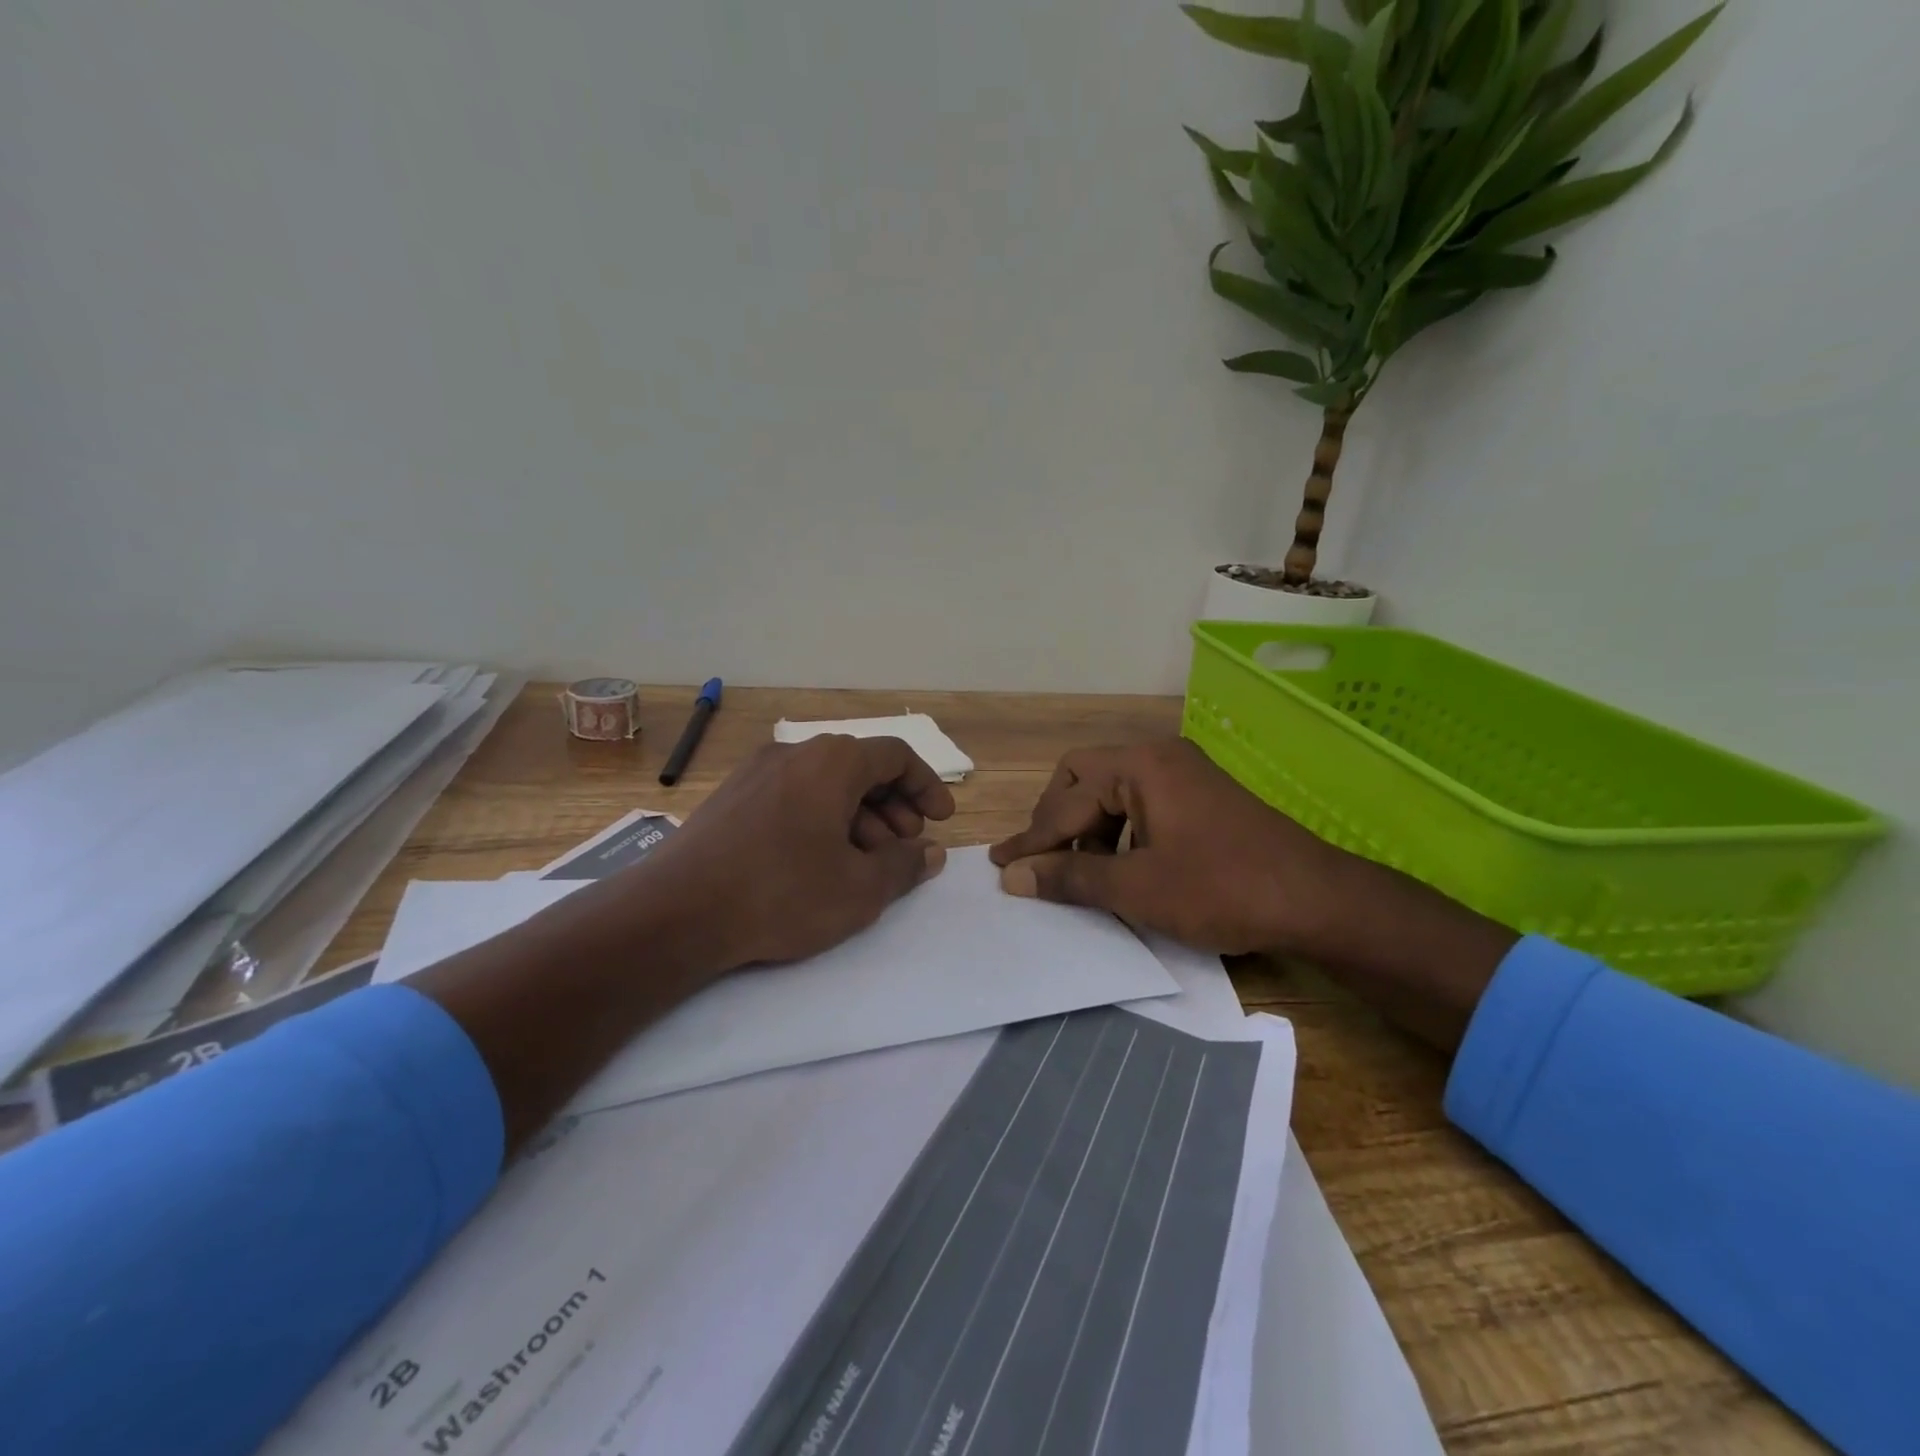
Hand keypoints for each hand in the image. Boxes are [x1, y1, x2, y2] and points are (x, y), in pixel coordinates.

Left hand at [595, 734, 954, 973]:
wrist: (676, 912)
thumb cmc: (783, 893)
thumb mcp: (860, 888)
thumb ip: (904, 865)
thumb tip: (930, 853)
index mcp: (832, 761)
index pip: (895, 755)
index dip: (926, 786)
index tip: (941, 820)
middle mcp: (794, 753)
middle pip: (860, 769)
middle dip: (893, 808)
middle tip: (904, 848)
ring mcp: (756, 774)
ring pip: (824, 786)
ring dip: (857, 819)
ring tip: (864, 864)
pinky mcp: (730, 799)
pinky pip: (792, 798)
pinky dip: (820, 821)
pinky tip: (817, 864)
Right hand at [988, 739, 1348, 956]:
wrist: (1318, 901)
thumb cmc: (1222, 889)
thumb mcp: (1137, 888)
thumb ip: (1070, 877)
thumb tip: (1013, 877)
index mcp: (1140, 765)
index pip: (1067, 798)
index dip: (1033, 837)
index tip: (1003, 868)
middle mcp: (1159, 757)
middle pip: (1083, 777)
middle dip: (1057, 820)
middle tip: (1041, 862)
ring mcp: (1184, 774)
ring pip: (1112, 791)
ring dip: (1087, 828)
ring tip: (1079, 872)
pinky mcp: (1200, 797)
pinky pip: (1140, 804)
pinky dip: (1118, 832)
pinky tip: (1120, 867)